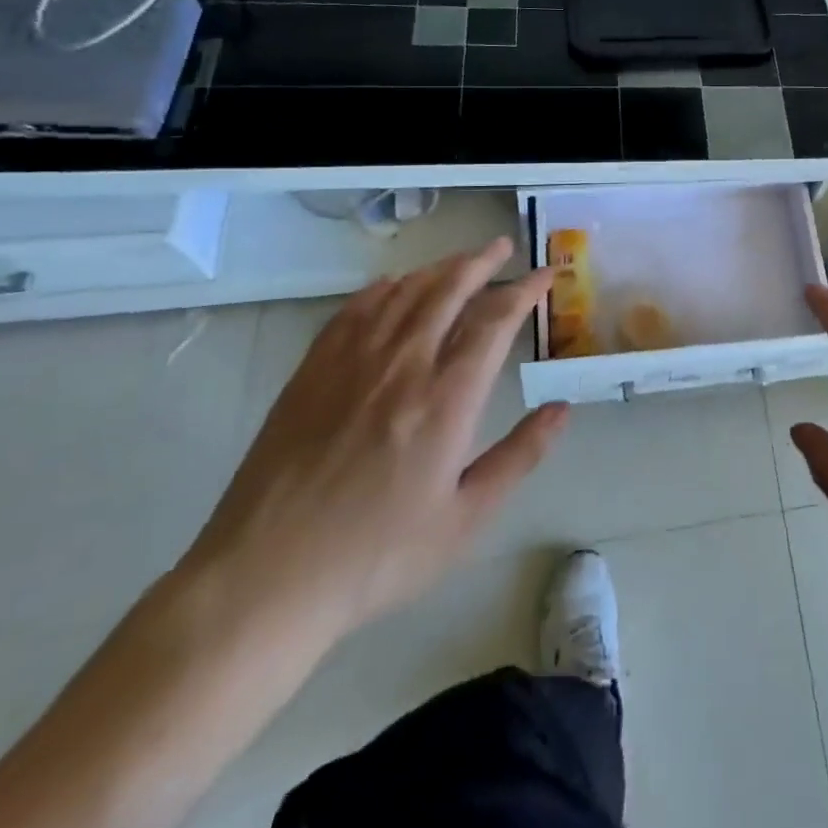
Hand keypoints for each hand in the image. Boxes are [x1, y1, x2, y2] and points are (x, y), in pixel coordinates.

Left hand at [181, 238, 567, 644]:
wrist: (265, 580)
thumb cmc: (377, 556)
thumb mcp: (466, 519)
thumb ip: (520, 456)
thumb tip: (562, 408)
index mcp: (446, 399)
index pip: (495, 320)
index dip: (524, 290)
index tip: (545, 275)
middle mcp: (403, 366)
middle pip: (449, 289)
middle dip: (482, 262)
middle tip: (503, 248)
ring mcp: (352, 364)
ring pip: (404, 292)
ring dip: (439, 268)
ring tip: (461, 261)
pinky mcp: (312, 372)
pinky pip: (354, 310)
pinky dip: (383, 288)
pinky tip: (394, 285)